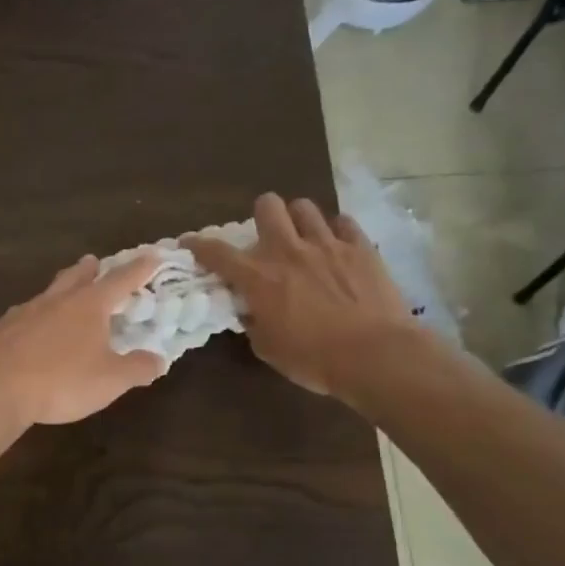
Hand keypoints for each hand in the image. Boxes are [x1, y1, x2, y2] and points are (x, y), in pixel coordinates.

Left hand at [0, 254, 165, 429]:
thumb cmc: (61, 381)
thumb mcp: (110, 380)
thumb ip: (137, 368)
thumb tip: (158, 359)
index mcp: (89, 305)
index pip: (121, 280)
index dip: (140, 269)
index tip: (153, 256)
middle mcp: (57, 300)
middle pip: (77, 276)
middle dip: (91, 269)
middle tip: (95, 262)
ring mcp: (26, 312)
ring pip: (49, 291)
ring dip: (62, 287)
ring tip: (65, 290)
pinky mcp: (3, 330)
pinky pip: (25, 313)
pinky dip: (36, 314)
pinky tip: (32, 324)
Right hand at [185, 192, 419, 397]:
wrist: (375, 355)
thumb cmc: (313, 359)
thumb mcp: (268, 348)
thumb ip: (254, 322)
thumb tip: (250, 310)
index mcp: (259, 278)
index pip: (218, 253)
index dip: (199, 244)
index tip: (189, 242)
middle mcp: (289, 251)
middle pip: (268, 206)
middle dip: (261, 215)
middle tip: (265, 234)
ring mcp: (328, 245)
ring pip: (305, 208)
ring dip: (298, 219)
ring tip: (302, 236)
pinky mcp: (361, 248)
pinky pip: (344, 223)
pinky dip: (336, 230)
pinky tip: (336, 244)